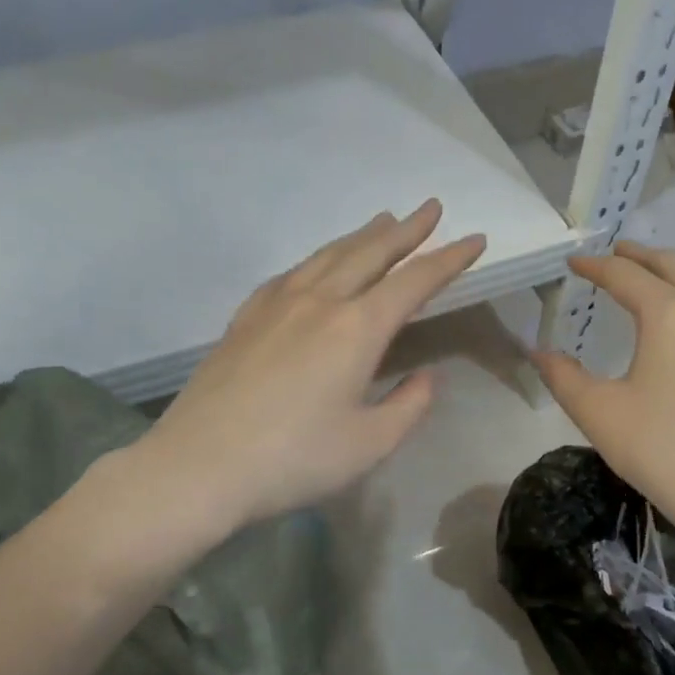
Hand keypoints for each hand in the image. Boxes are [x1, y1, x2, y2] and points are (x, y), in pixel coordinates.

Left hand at [139, 201, 484, 530]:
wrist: (199, 466)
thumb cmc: (294, 460)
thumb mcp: (369, 444)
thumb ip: (408, 405)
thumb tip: (426, 376)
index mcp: (356, 329)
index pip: (414, 282)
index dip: (449, 259)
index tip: (475, 240)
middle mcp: (319, 302)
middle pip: (370, 253)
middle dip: (406, 230)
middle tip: (430, 208)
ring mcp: (276, 305)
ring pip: (328, 256)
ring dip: (361, 237)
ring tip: (383, 221)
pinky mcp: (245, 318)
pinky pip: (290, 274)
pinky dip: (317, 260)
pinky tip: (316, 266)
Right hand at [532, 241, 674, 547]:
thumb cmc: (663, 450)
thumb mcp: (599, 413)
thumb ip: (563, 377)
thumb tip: (539, 352)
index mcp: (669, 313)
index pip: (625, 275)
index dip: (595, 265)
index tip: (573, 262)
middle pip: (673, 265)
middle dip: (639, 255)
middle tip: (614, 254)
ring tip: (657, 275)